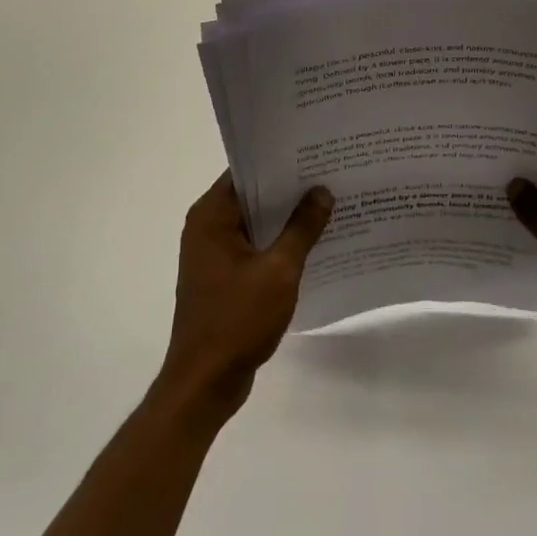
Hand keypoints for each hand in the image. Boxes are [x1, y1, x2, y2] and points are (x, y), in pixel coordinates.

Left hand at [158, 173, 332, 420]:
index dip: (280, 161)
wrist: (205, 383)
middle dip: (289, 188)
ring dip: (286, 218)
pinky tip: (313, 244)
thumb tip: (322, 191)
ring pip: (256, 223)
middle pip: (252, 195)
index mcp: (211, 216)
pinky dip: (278, 243)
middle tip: (330, 174)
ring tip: (329, 204)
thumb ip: (302, 228)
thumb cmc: (237, 319)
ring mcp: (213, 254)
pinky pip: (255, 247)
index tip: (314, 152)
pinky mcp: (223, 277)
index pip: (247, 172)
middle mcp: (207, 227)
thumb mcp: (279, 270)